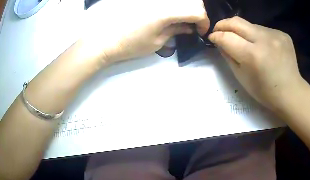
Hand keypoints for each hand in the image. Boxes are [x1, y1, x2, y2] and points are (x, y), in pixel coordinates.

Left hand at [82, 0, 209, 63]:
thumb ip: (176, 30)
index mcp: (167, 11)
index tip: (201, 31)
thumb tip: (190, 27)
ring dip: (187, 7)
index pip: (197, 11)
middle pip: (193, 0)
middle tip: (193, 24)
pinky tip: (169, 13)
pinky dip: (175, 4)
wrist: (104, 39)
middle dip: (198, 12)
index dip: (204, 22)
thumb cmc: (130, 44)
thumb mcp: (157, 42)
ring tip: (182, 18)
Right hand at [208, 17, 309, 112]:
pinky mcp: (283, 34)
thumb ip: (227, 54)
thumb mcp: (239, 74)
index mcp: (252, 54)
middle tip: (218, 31)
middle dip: (222, 25)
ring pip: (249, 24)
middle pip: (236, 22)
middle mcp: (264, 40)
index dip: (215, 36)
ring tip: (241, 41)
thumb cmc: (263, 90)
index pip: (226, 36)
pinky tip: (258, 44)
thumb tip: (219, 40)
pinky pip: (262, 29)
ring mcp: (276, 35)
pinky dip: (255, 34)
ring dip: (240, 30)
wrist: (290, 92)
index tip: (211, 38)